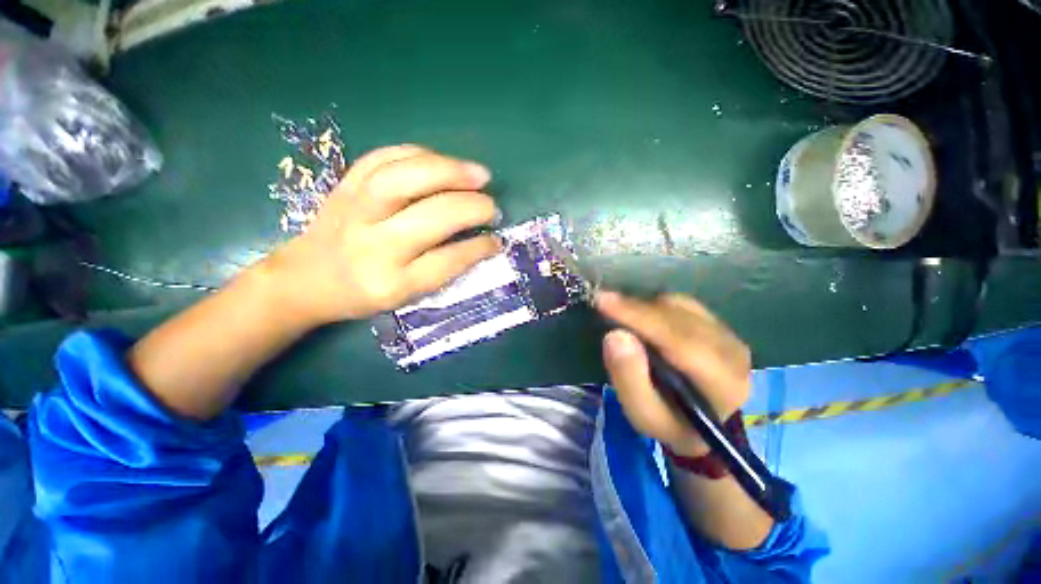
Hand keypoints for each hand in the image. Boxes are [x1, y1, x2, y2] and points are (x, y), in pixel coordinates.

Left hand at [261, 145, 501, 326]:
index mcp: (391, 283)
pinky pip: (382, 158)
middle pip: (430, 216)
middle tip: (492, 206)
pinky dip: (418, 154)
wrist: (304, 279)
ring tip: (478, 174)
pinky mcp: (344, 186)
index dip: (478, 248)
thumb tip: (479, 240)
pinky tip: (440, 161)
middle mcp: (374, 246)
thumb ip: (441, 270)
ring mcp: (355, 210)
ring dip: (449, 171)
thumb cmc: (362, 294)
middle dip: (471, 207)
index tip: (496, 240)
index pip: (446, 261)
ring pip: (405, 178)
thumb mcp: (404, 297)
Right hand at [595, 291, 751, 456]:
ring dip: (644, 307)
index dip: (639, 318)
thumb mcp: (643, 415)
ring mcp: (728, 334)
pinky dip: (654, 305)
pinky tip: (639, 316)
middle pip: (677, 318)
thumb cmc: (670, 422)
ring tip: (619, 314)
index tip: (603, 301)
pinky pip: (680, 303)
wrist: (702, 420)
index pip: (678, 341)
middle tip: (601, 302)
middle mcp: (732, 352)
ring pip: (678, 306)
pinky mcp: (718, 323)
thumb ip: (629, 379)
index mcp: (722, 384)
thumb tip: (615, 335)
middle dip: (636, 308)